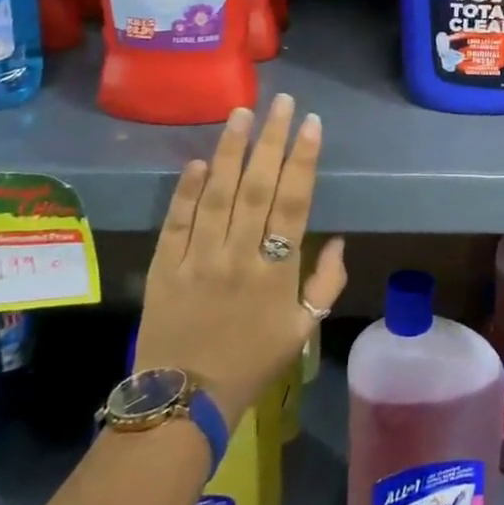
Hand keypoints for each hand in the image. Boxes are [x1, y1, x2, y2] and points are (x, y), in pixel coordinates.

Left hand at [132, 94, 347, 428]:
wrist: (184, 402)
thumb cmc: (252, 363)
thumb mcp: (303, 329)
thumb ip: (326, 283)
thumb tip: (339, 240)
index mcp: (277, 270)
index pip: (295, 202)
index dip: (304, 159)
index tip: (311, 123)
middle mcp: (239, 255)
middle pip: (258, 187)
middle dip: (272, 140)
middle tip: (282, 102)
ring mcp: (198, 259)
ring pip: (217, 195)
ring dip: (230, 151)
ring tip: (241, 113)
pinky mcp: (164, 267)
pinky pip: (176, 222)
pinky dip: (185, 190)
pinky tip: (197, 161)